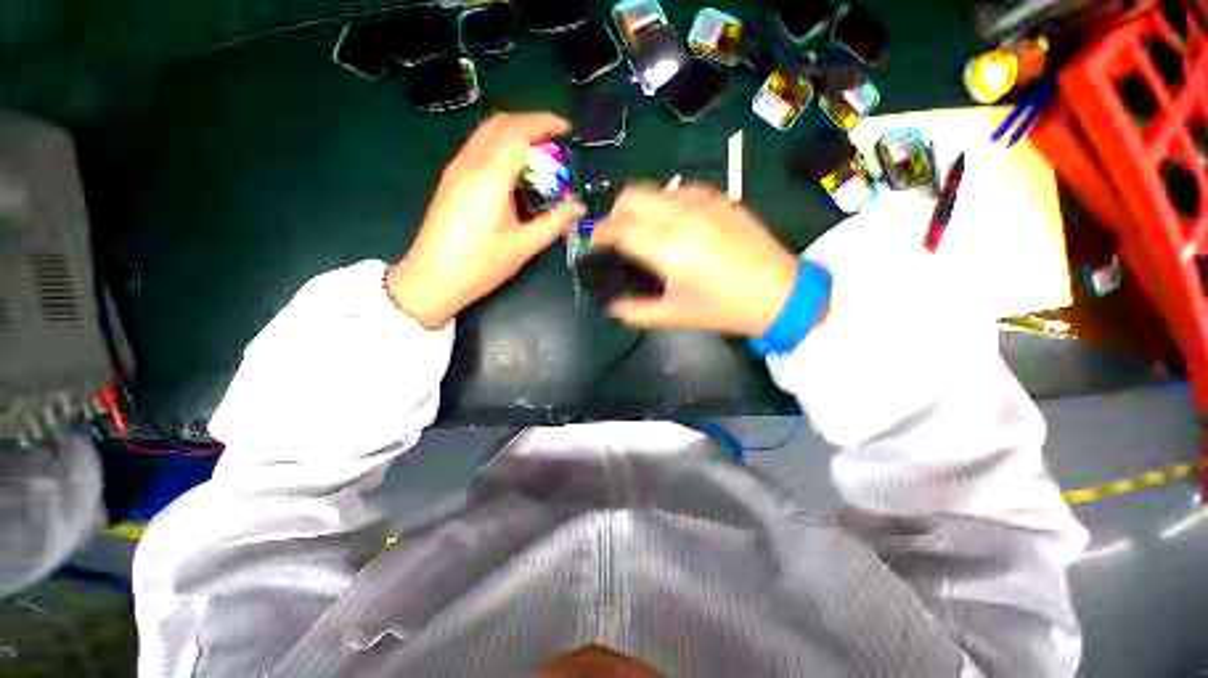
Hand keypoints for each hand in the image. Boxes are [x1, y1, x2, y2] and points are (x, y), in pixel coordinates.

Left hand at [386, 113, 584, 327]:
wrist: (433, 277)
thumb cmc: (481, 264)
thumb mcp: (524, 245)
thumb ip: (554, 222)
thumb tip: (579, 208)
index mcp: (491, 176)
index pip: (519, 130)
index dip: (545, 123)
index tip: (567, 129)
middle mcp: (470, 162)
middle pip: (501, 123)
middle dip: (531, 123)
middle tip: (555, 140)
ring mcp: (456, 168)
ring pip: (486, 132)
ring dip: (514, 132)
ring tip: (539, 153)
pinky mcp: (451, 179)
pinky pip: (478, 147)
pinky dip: (500, 145)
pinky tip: (514, 168)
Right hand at [590, 184, 801, 336]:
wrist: (780, 292)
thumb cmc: (723, 308)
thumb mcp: (675, 316)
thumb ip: (635, 311)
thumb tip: (611, 305)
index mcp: (667, 246)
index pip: (619, 228)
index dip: (600, 234)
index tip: (595, 244)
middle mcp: (680, 215)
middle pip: (631, 196)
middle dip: (615, 214)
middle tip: (617, 237)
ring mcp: (703, 202)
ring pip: (655, 189)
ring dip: (640, 207)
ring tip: (645, 231)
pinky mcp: (721, 198)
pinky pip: (681, 190)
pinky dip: (666, 202)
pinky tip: (675, 223)